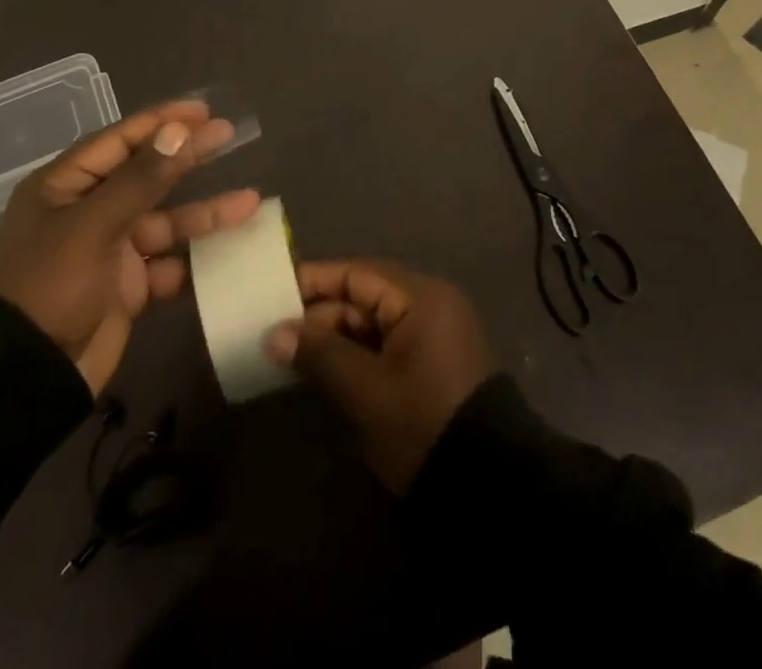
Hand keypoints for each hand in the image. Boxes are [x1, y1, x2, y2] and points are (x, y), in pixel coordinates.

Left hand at [0, 100, 258, 395]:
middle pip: (147, 175)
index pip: (120, 140)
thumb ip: (140, 179)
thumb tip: (178, 130)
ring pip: (166, 222)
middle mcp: (88, 212)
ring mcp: (109, 251)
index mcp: (65, 187)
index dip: (161, 122)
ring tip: (250, 203)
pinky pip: (169, 264)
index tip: (203, 111)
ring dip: (204, 213)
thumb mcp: (93, 225)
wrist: (24, 382)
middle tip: (230, 134)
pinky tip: (231, 251)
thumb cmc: (50, 286)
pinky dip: (197, 259)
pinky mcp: (127, 288)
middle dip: (188, 157)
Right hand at [266, 260, 494, 491]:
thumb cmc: (423, 424)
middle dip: (320, 315)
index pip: (357, 274)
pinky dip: (356, 353)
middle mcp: (430, 304)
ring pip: (372, 322)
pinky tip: (322, 370)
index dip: (314, 281)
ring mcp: (433, 333)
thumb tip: (273, 334)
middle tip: (274, 334)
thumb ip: (319, 354)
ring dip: (335, 337)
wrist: (488, 487)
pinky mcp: (432, 362)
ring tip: (289, 354)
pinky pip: (386, 343)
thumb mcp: (366, 390)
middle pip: (364, 296)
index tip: (273, 293)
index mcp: (421, 296)